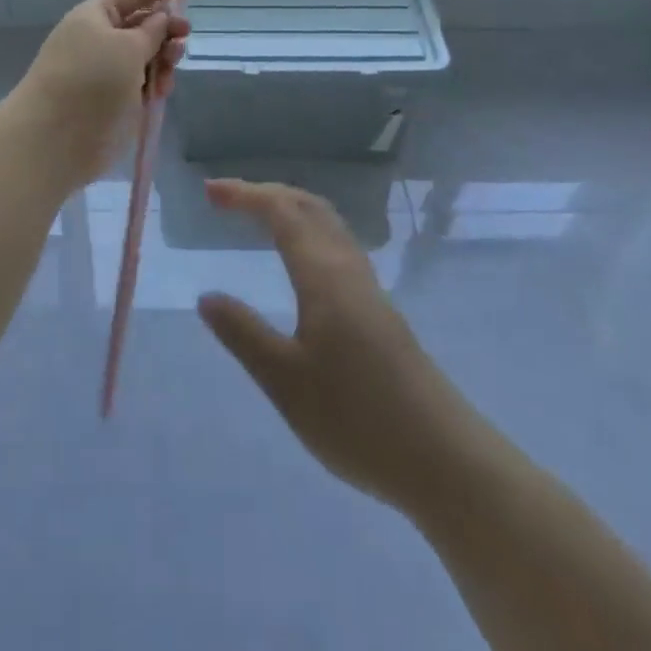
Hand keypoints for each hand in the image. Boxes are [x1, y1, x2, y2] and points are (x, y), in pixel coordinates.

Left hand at [9, 0, 191, 187]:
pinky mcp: (115, 99)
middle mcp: (100, 39)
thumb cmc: (90, 80)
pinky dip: (156, 82)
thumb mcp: (126, 47)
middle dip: (166, 26)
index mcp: (95, 15)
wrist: (54, 139)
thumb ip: (151, 31)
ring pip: (146, 54)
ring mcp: (107, 70)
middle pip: (142, 23)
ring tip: (171, 66)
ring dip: (164, 57)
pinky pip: (143, 81)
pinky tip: (162, 91)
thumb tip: (162, 18)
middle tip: (184, 35)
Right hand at [198, 179, 466, 515]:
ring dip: (290, 208)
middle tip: (226, 198)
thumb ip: (244, 334)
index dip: (245, 194)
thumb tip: (207, 297)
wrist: (444, 460)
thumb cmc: (357, 418)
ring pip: (327, 224)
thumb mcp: (285, 382)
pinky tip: (301, 260)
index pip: (281, 212)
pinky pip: (337, 245)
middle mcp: (348, 268)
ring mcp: (369, 288)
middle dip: (266, 193)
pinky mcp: (380, 311)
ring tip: (258, 216)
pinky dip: (308, 231)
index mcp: (323, 274)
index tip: (210, 191)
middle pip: (308, 206)